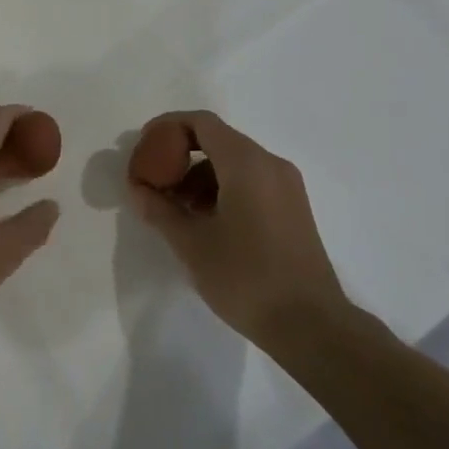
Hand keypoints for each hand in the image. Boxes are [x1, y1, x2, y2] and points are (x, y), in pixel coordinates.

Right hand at [126, 110, 350, 348]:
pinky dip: (221, 189)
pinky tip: (205, 223)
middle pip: (217, 140)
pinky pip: (250, 181)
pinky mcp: (292, 208)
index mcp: (246, 163)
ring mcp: (286, 186)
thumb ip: (160, 209)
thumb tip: (138, 189)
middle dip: (181, 156)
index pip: (201, 123)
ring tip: (176, 211)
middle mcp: (270, 164)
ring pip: (233, 163)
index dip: (168, 128)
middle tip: (154, 183)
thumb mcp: (191, 244)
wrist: (310, 325)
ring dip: (199, 176)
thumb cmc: (245, 278)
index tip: (144, 148)